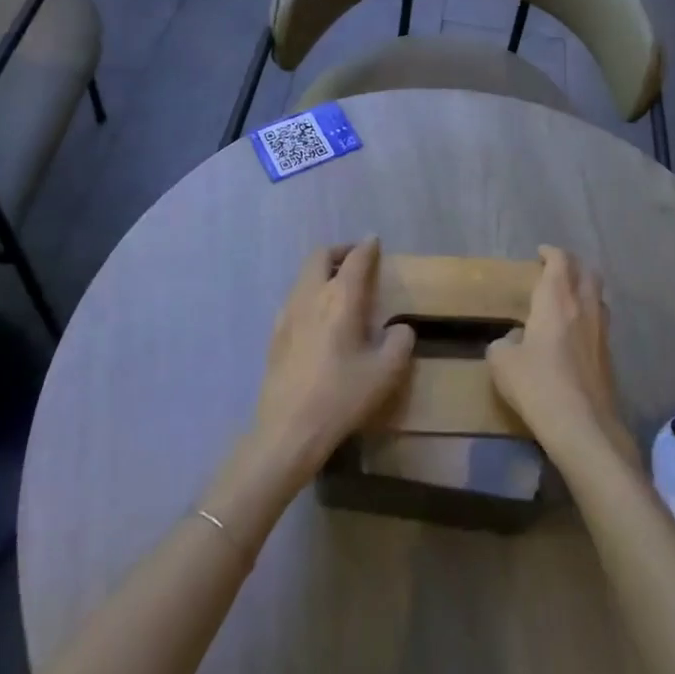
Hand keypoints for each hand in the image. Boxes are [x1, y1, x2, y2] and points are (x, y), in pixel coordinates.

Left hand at [252, 238, 414, 476]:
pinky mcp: (274, 335)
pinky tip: (318, 319)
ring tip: (340, 290)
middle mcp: (311, 296)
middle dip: (340, 252)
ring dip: (322, 272)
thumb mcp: (386, 373)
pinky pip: (294, 299)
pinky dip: (309, 294)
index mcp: (341, 298)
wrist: (288, 431)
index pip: (355, 259)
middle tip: (356, 262)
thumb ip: (400, 342)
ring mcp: (287, 314)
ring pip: (303, 276)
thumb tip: (399, 328)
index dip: (367, 247)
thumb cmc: (342, 397)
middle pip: (320, 256)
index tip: (375, 242)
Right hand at [488, 247, 637, 467]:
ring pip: (598, 296)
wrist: (583, 427)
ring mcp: (601, 331)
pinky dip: (589, 316)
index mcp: (556, 300)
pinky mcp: (610, 355)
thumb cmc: (538, 386)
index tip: (540, 253)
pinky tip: (576, 333)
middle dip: (572, 265)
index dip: (551, 253)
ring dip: (585, 289)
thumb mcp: (502, 363)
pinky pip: (601, 322)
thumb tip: (514, 339)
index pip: (560, 261)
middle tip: (555, 271)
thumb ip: (504, 343)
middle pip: (587, 272)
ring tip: (568, 299)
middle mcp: (584, 307)